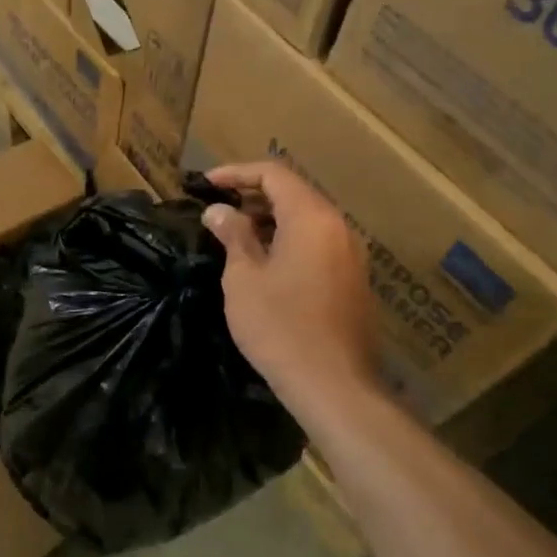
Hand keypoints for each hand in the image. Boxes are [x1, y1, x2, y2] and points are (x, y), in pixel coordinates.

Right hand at [202, 161, 378, 412]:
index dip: (236, 173)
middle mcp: (338, 228)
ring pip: (306, 220)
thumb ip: (234, 236)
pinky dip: (287, 240)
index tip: (205, 184)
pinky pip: (316, 243)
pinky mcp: (351, 280)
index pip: (274, 174)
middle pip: (294, 193)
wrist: (332, 384)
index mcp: (312, 218)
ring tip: (234, 234)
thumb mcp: (244, 278)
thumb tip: (219, 212)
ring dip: (269, 219)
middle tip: (217, 208)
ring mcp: (350, 255)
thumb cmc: (280, 326)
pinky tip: (262, 262)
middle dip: (252, 195)